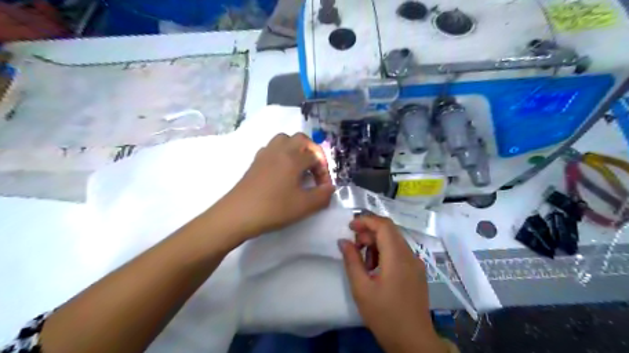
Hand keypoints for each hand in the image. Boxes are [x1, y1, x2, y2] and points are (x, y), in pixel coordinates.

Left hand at [215, 132, 333, 239]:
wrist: (238, 214)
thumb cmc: (274, 208)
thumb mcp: (304, 206)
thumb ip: (322, 195)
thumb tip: (330, 188)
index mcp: (293, 158)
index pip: (315, 156)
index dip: (323, 170)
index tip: (323, 187)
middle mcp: (279, 150)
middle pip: (300, 139)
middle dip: (312, 151)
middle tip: (314, 169)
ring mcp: (265, 154)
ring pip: (284, 139)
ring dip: (296, 149)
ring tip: (299, 166)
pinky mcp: (255, 162)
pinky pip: (272, 148)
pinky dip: (281, 153)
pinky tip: (282, 171)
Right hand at [340, 215, 445, 352]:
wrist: (413, 341)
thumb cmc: (385, 315)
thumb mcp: (361, 288)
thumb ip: (351, 260)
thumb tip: (343, 241)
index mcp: (397, 257)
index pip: (383, 225)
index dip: (366, 220)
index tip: (349, 226)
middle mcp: (410, 255)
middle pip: (389, 230)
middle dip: (369, 232)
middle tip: (354, 247)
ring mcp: (416, 263)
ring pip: (394, 240)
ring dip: (376, 243)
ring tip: (364, 262)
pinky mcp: (417, 271)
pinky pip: (399, 251)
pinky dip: (385, 252)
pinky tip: (376, 269)